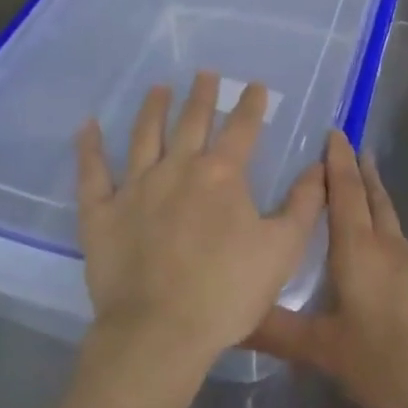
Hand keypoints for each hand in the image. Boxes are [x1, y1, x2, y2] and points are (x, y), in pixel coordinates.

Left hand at [76, 71, 324, 371]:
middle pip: (192, 121)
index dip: (251, 104)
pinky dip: (89, 148)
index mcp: (222, 174)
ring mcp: (136, 188)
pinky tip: (88, 127)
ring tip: (158, 88)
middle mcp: (178, 168)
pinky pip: (92, 173)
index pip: (242, 128)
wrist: (160, 334)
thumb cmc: (227, 292)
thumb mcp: (283, 249)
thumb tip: (320, 165)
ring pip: (144, 136)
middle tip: (204, 73)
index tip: (254, 86)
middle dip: (201, 95)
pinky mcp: (102, 213)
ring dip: (153, 109)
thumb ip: (305, 204)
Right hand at [247, 131, 407, 407]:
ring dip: (374, 193)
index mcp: (359, 250)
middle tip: (349, 143)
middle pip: (373, 196)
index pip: (346, 192)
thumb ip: (281, 333)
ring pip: (388, 217)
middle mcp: (387, 247)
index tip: (334, 131)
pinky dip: (383, 226)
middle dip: (359, 168)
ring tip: (362, 180)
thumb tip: (234, 317)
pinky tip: (377, 247)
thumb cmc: (391, 361)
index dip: (338, 161)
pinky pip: (397, 241)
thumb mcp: (328, 352)